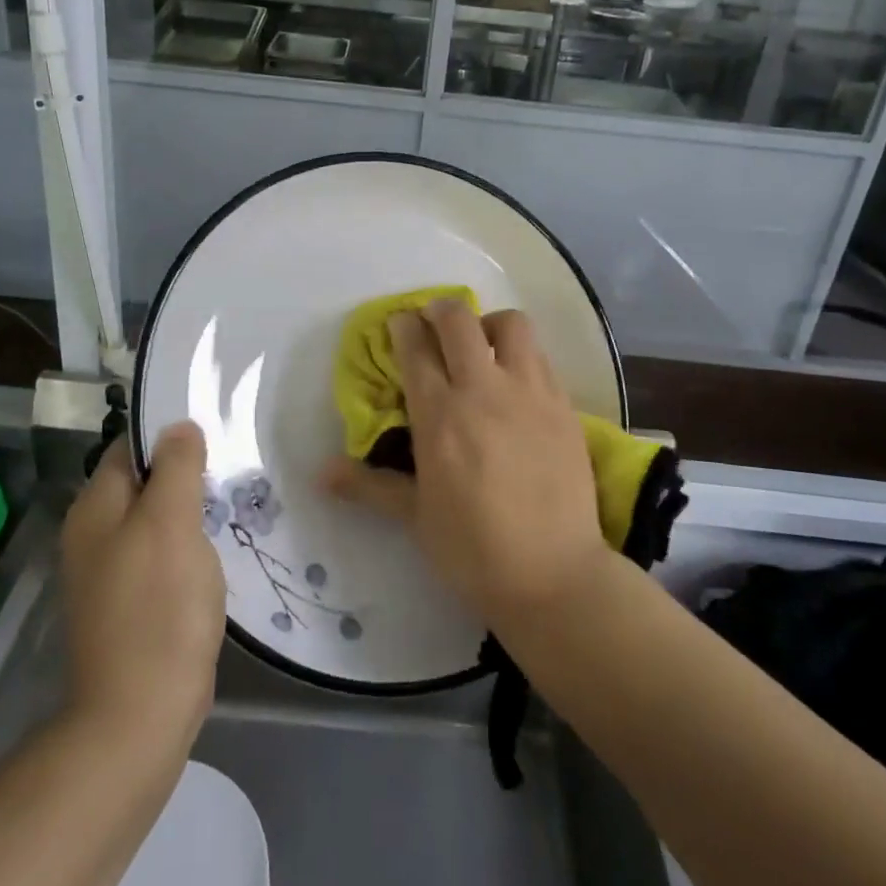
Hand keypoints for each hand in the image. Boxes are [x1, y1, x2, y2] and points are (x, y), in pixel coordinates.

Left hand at [61, 424, 224, 756]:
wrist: (140, 714)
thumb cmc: (158, 607)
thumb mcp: (170, 523)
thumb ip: (176, 468)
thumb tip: (179, 426)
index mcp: (96, 508)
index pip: (130, 448)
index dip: (169, 434)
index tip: (214, 430)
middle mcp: (94, 535)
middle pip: (143, 484)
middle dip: (185, 474)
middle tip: (231, 468)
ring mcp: (111, 573)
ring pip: (155, 521)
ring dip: (190, 512)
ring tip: (231, 504)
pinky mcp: (131, 604)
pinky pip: (161, 556)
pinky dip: (187, 547)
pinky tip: (216, 552)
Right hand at [322, 299, 605, 623]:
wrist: (554, 574)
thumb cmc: (473, 550)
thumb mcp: (415, 517)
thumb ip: (369, 485)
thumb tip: (321, 473)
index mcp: (440, 415)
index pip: (415, 349)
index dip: (402, 327)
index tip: (398, 325)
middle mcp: (484, 390)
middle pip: (459, 320)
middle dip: (439, 310)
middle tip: (432, 323)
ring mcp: (529, 393)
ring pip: (511, 325)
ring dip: (489, 325)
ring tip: (482, 346)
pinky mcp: (563, 405)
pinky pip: (540, 357)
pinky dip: (521, 355)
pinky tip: (515, 382)